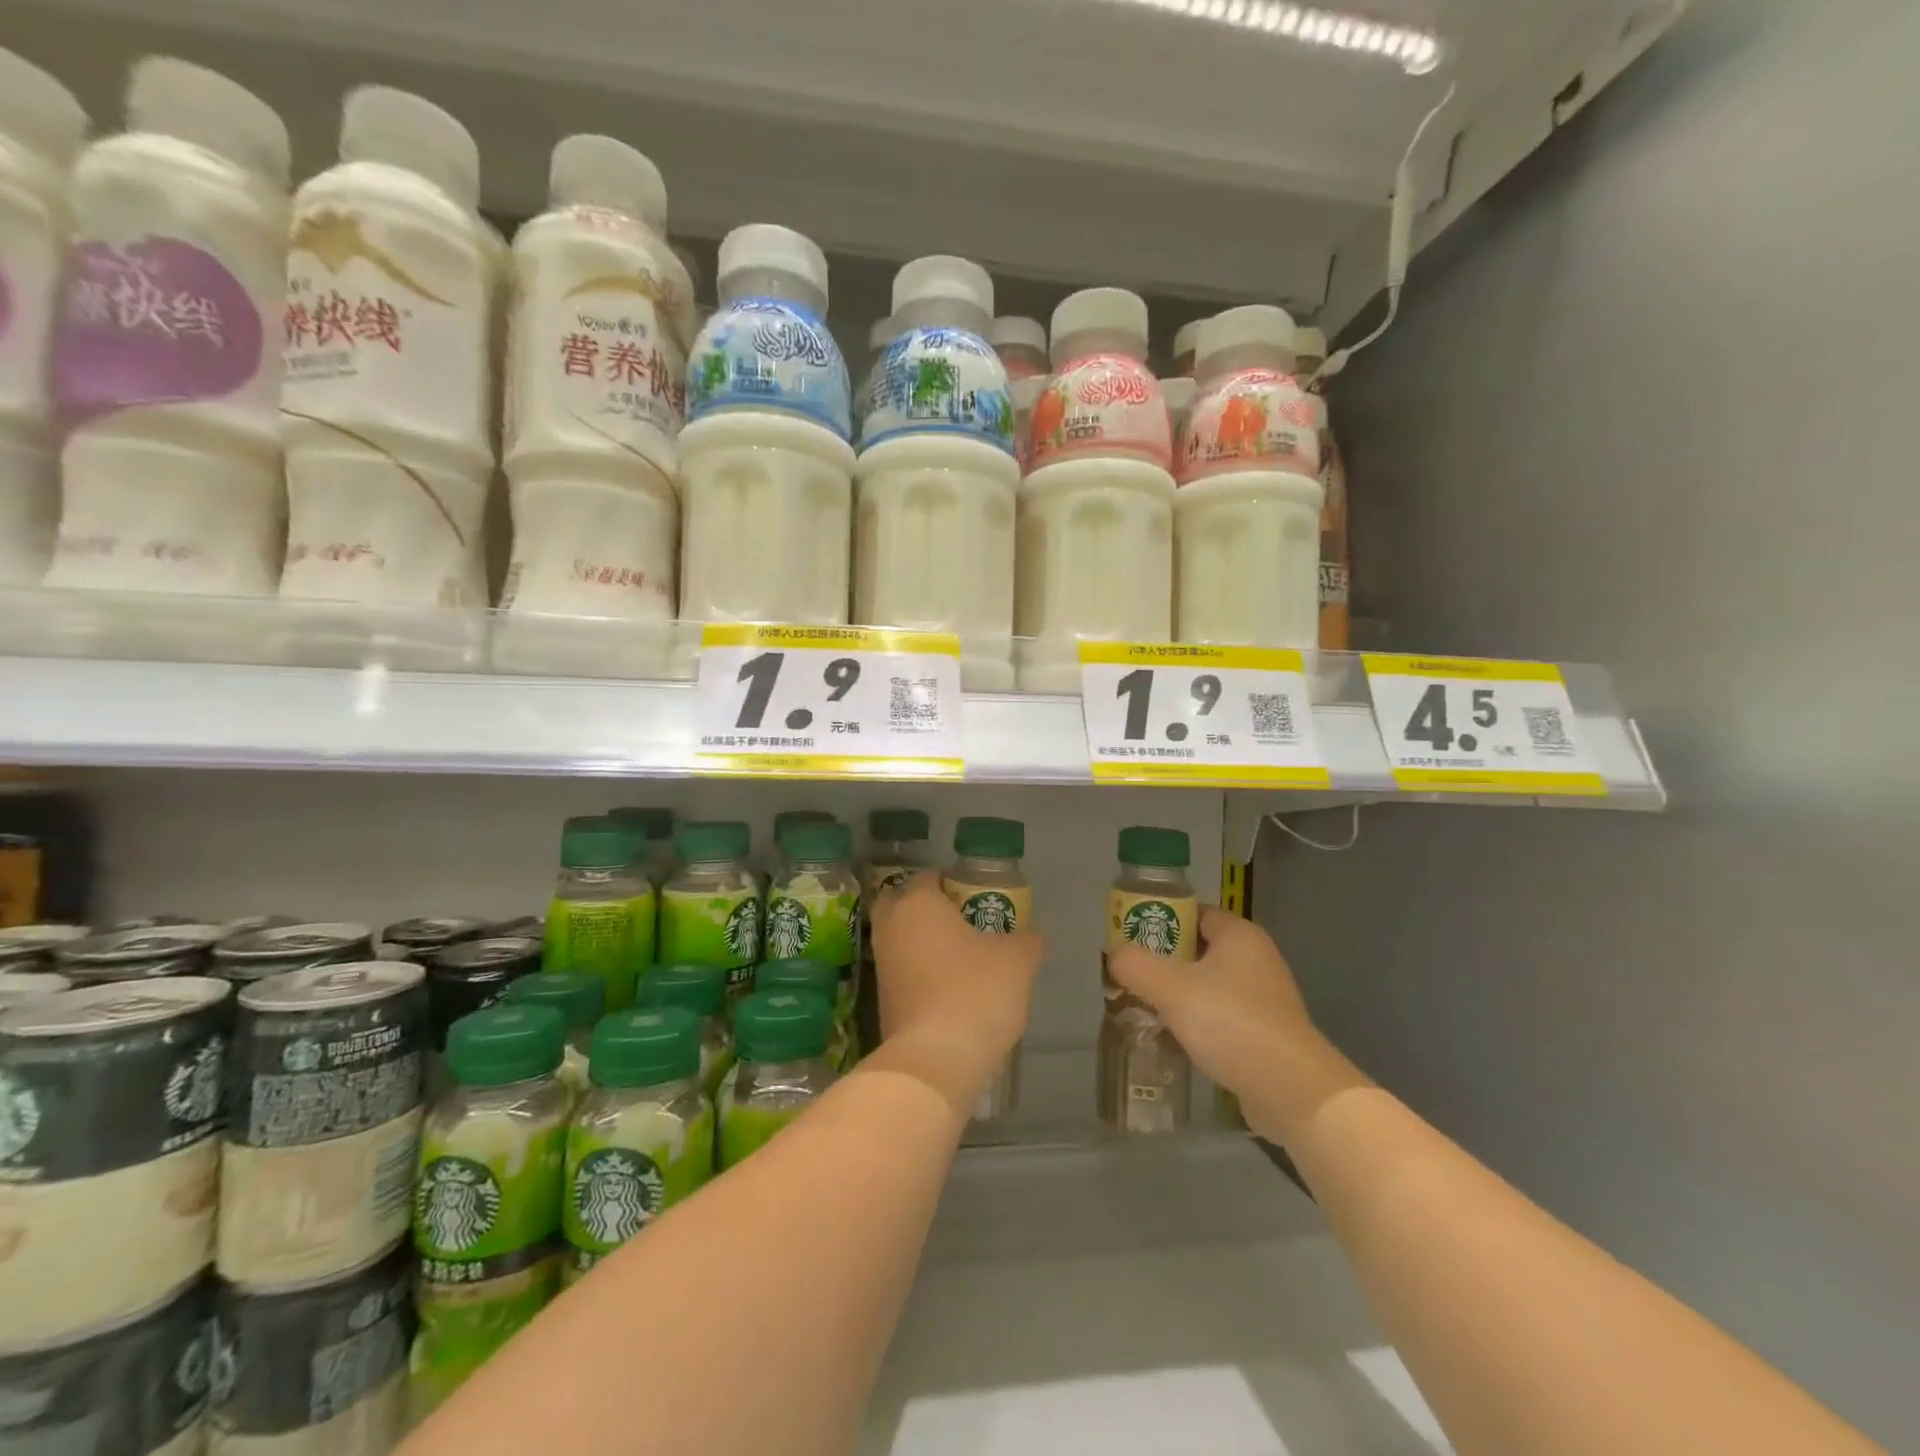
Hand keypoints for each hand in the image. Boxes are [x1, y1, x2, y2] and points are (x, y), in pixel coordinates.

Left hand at [867, 872, 1042, 1113]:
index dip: (952, 883)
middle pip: (900, 903)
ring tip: (958, 955)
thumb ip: (1026, 941)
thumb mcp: (1017, 961)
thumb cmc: (975, 992)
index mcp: (918, 903)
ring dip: (920, 941)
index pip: (928, 877)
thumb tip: (1031, 937)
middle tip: (958, 920)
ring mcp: (882, 964)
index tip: (976, 898)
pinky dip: (917, 971)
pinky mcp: (881, 1000)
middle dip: (923, 906)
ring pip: (898, 938)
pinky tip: (947, 986)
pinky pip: (900, 970)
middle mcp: (891, 927)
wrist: (935, 1059)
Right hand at [1106, 908, 1332, 1140]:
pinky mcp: (1265, 1032)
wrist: (1292, 1091)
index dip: (1159, 921)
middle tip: (1130, 977)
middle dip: (1162, 962)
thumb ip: (1135, 965)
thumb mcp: (1171, 988)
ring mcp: (1264, 997)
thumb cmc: (1231, 1024)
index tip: (1129, 940)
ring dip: (1177, 996)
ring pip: (1208, 985)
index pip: (1192, 912)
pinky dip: (1197, 1022)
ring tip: (1144, 1010)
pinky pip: (1221, 1015)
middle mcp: (1256, 958)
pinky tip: (1173, 1039)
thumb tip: (1115, 956)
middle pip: (1197, 949)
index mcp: (1239, 935)